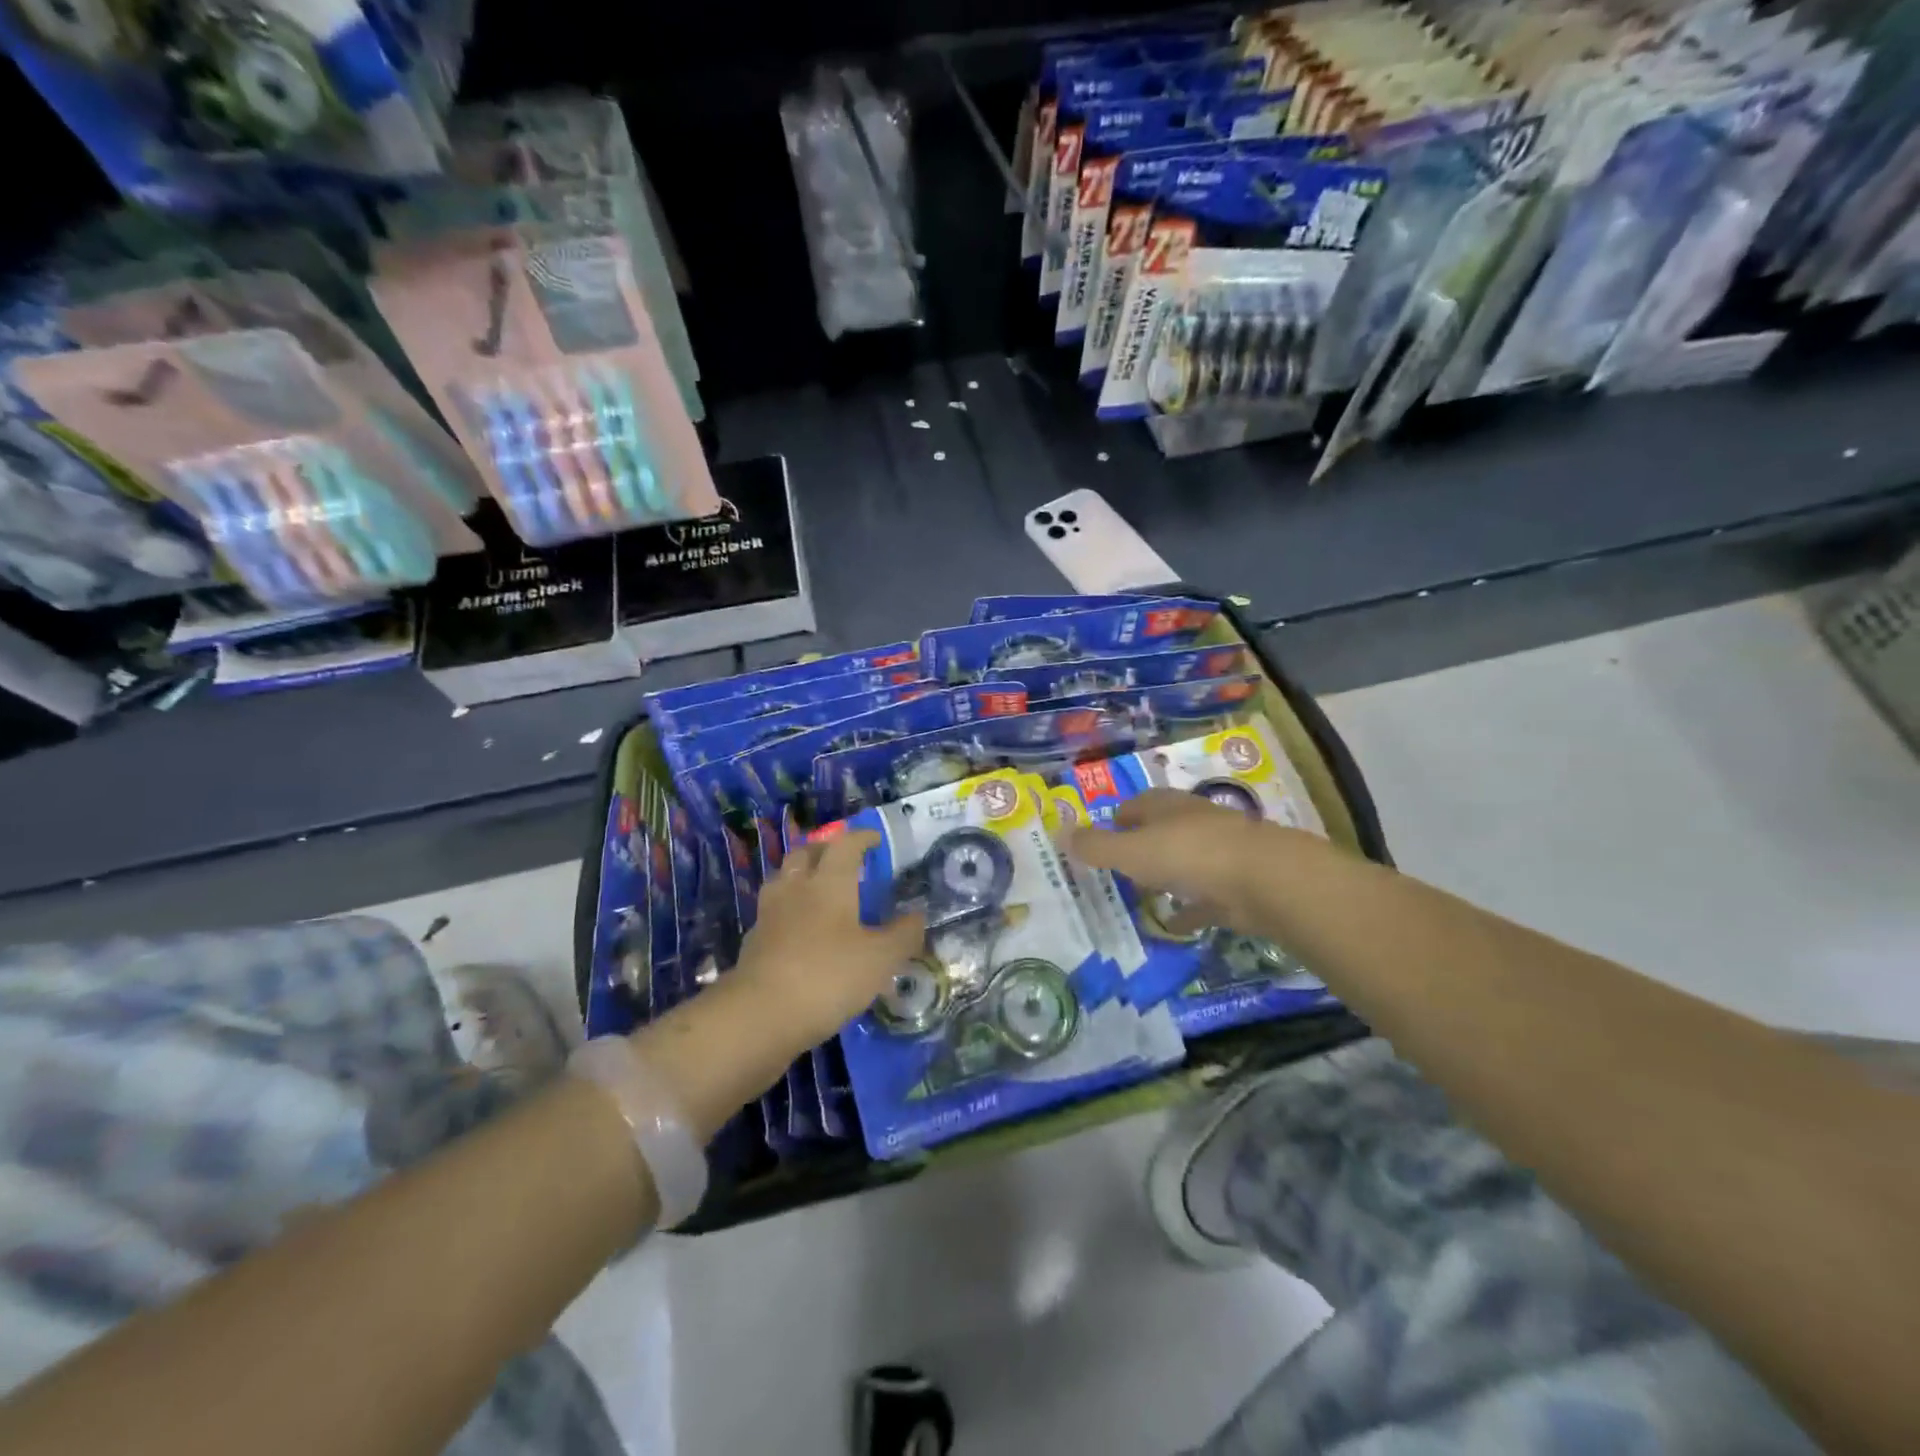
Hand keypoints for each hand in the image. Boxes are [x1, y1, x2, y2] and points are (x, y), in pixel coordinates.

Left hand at [732, 830, 926, 1050]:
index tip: (874, 839)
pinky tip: (800, 930)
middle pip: (805, 854)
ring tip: (818, 890)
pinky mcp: (754, 941)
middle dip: (825, 850)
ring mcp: (770, 914)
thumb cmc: (828, 976)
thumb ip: (903, 935)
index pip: (845, 845)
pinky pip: (774, 912)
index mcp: (829, 882)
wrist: (760, 1014)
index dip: (861, 838)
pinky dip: (789, 910)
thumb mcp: (881, 959)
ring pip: (784, 880)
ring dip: (801, 876)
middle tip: (843, 860)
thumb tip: (917, 915)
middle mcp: (796, 888)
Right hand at [1062, 788, 1275, 934]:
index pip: (1137, 805)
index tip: (1102, 838)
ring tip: (1144, 895)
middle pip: (1162, 830)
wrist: (1263, 880)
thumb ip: (1096, 847)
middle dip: (1142, 846)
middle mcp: (1194, 823)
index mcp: (1167, 807)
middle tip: (1120, 868)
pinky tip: (1174, 924)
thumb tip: (1059, 834)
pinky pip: (1205, 898)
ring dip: (1167, 876)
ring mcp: (1219, 853)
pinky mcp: (1236, 885)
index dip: (1118, 819)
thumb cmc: (1188, 855)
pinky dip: (1189, 909)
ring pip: (1186, 862)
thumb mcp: (1131, 852)